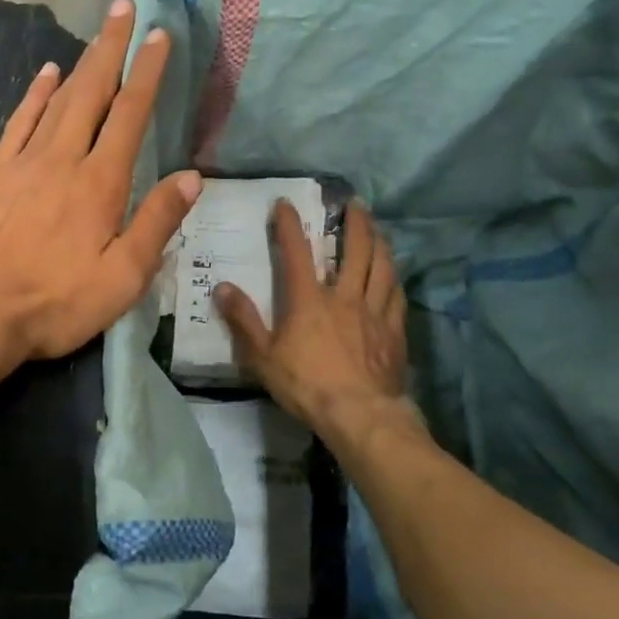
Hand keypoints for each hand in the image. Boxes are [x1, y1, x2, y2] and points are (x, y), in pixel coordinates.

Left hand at [0, 0, 200, 364]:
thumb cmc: (56, 303)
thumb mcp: (121, 278)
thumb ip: (156, 223)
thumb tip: (191, 177)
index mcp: (99, 183)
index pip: (129, 115)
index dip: (146, 73)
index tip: (158, 35)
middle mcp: (61, 160)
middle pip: (91, 92)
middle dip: (111, 49)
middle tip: (124, 8)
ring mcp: (22, 164)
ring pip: (55, 100)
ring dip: (79, 63)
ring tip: (96, 35)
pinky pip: (18, 123)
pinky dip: (33, 95)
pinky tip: (44, 75)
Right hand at [213, 199, 416, 439]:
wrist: (360, 414)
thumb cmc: (306, 385)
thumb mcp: (262, 357)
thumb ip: (243, 320)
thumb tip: (222, 287)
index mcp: (309, 300)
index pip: (297, 252)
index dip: (289, 224)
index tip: (285, 203)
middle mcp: (345, 296)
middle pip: (355, 250)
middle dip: (354, 223)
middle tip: (354, 203)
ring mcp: (374, 312)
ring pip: (382, 267)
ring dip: (380, 243)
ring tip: (377, 229)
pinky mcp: (394, 331)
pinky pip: (396, 296)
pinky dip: (394, 279)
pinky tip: (393, 275)